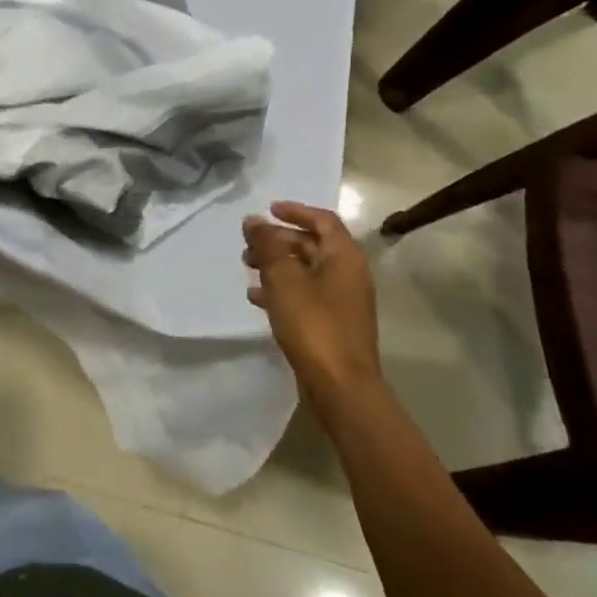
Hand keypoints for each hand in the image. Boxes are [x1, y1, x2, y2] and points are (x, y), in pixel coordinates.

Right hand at [243, 201, 380, 406]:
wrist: (341, 386)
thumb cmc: (313, 324)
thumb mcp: (284, 278)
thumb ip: (268, 245)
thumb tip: (254, 220)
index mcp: (344, 257)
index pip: (323, 220)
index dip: (296, 211)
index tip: (268, 209)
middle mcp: (349, 274)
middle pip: (312, 244)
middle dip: (279, 240)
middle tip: (249, 244)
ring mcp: (343, 301)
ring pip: (306, 270)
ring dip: (277, 264)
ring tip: (247, 268)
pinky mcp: (333, 323)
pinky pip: (305, 294)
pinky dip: (282, 289)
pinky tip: (256, 298)